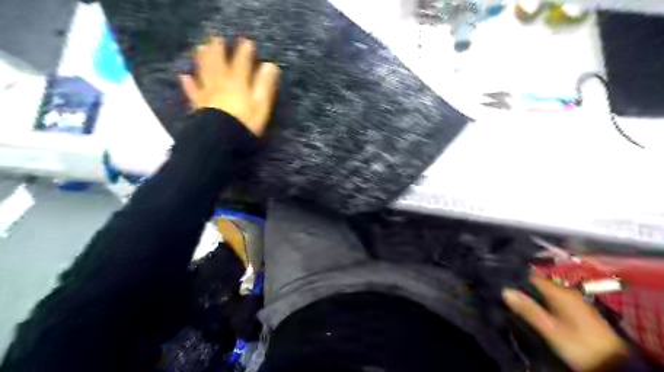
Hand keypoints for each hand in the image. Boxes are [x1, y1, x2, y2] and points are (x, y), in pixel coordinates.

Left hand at [178, 37, 277, 136]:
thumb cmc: (245, 123)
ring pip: (204, 72)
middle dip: (218, 49)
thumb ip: (265, 85)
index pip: (242, 63)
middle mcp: (221, 83)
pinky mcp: (198, 105)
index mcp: (238, 83)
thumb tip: (270, 66)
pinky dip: (188, 83)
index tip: (247, 42)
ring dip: (202, 59)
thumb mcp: (261, 105)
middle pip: (218, 63)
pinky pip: (192, 91)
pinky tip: (184, 76)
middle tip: (216, 38)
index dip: (245, 52)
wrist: (220, 139)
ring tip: (201, 48)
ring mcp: (207, 93)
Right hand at [504, 274, 627, 371]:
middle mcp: (567, 292)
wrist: (614, 365)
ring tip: (516, 299)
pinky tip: (535, 307)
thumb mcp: (550, 329)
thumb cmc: (579, 344)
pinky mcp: (578, 310)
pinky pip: (554, 298)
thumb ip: (528, 309)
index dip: (516, 277)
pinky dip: (542, 300)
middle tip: (505, 292)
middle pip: (539, 283)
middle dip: (523, 286)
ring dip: (532, 294)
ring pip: (546, 291)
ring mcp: (574, 300)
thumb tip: (504, 290)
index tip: (501, 281)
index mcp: (560, 292)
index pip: (532, 276)